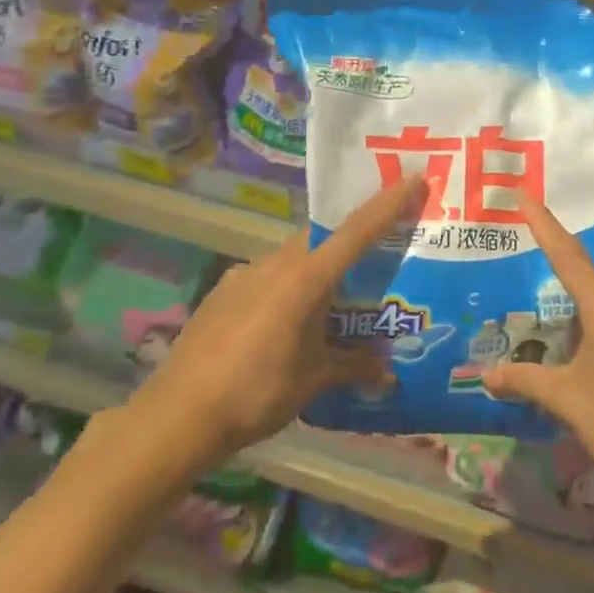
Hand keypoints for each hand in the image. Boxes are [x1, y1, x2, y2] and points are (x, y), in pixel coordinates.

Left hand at [140, 176, 425, 463]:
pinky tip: (281, 326)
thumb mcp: (314, 380)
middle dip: (348, 246)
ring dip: (313, 273)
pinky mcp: (222, 292)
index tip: (413, 178)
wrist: (180, 414)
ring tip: (325, 308)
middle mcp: (275, 264)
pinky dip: (283, 289)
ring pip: (291, 259)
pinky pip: (264, 278)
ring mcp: (244, 275)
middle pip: (321, 240)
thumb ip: (353, 367)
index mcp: (305, 278)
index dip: (388, 204)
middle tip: (370, 266)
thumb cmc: (257, 392)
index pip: (356, 231)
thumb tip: (387, 374)